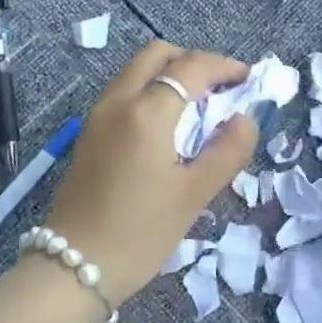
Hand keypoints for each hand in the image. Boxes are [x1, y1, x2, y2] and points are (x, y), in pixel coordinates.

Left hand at [39, 42, 260, 305]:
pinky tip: (169, 127)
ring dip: (171, 75)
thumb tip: (246, 118)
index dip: (225, 67)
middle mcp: (117, 101)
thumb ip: (227, 151)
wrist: (72, 268)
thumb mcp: (194, 196)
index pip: (191, 67)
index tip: (249, 80)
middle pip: (158, 54)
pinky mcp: (89, 133)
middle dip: (194, 62)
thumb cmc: (140, 233)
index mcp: (146, 113)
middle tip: (222, 89)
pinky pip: (124, 92)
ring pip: (137, 71)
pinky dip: (151, 91)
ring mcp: (98, 115)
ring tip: (199, 108)